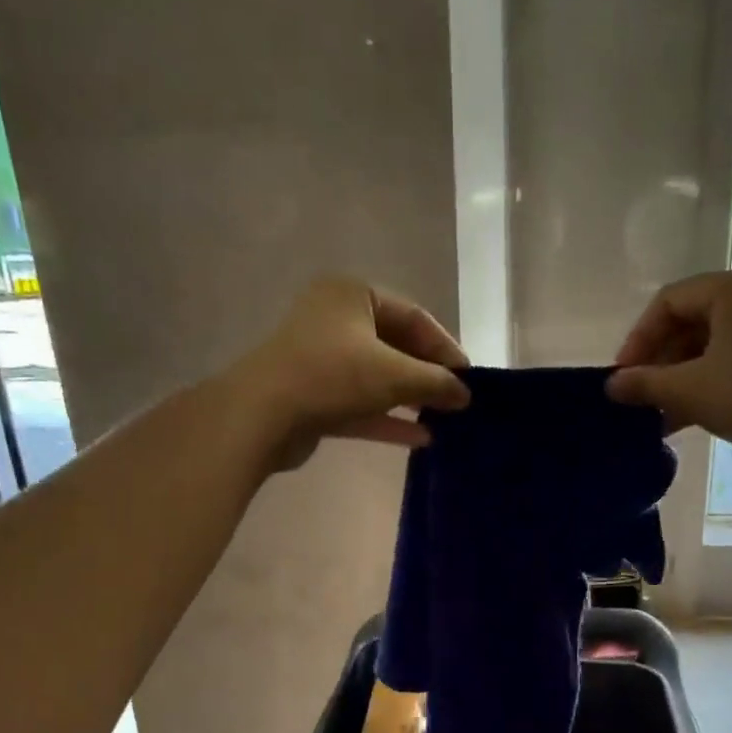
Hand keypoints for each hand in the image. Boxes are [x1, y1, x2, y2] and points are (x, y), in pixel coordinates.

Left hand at [232, 276, 471, 471]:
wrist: (261, 415)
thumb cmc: (332, 376)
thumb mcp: (395, 375)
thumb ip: (436, 382)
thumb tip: (466, 394)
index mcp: (353, 295)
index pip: (413, 316)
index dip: (445, 347)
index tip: (470, 378)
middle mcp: (334, 320)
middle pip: (394, 346)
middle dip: (427, 375)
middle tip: (457, 400)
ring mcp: (320, 359)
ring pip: (376, 377)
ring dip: (410, 399)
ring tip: (444, 420)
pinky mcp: (312, 395)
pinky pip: (359, 403)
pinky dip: (387, 418)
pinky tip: (420, 438)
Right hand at [606, 267, 731, 484]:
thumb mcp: (692, 391)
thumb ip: (645, 384)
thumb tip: (611, 385)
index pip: (667, 302)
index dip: (637, 339)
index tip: (621, 378)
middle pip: (690, 322)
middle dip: (659, 363)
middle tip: (639, 398)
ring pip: (712, 345)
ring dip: (681, 379)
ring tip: (659, 416)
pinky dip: (709, 383)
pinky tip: (691, 418)